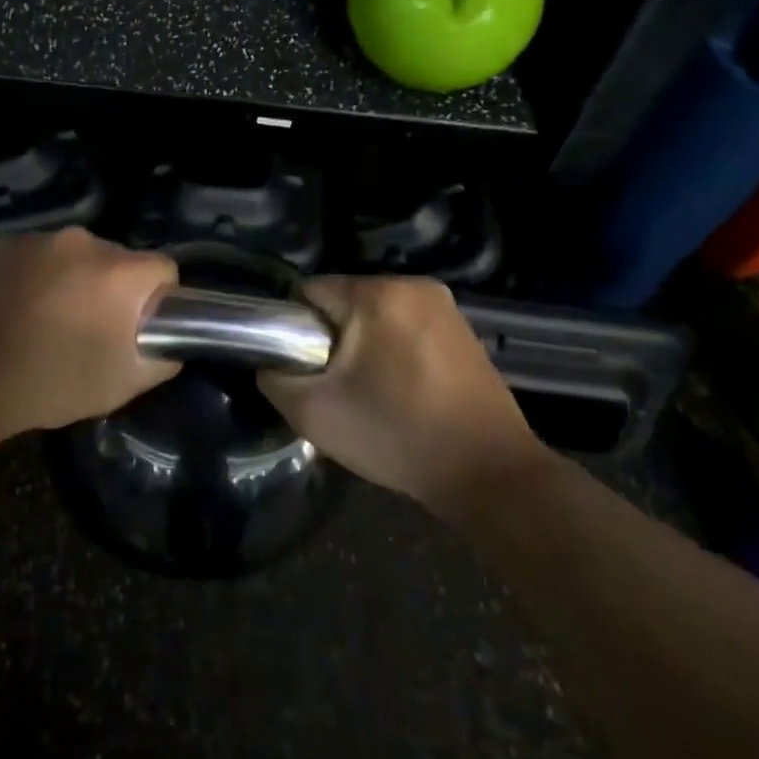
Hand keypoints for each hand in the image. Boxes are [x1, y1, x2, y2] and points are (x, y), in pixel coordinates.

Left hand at [0, 228, 179, 449]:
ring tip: (46, 324)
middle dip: (112, 291)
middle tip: (90, 332)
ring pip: (73, 258)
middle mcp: (81, 241)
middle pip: (117, 261)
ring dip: (72, 282)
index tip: (138, 329)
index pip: (164, 269)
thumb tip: (169, 344)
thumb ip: (160, 359)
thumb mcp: (119, 387)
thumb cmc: (46, 383)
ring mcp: (36, 239)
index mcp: (118, 271)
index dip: (159, 300)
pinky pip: (35, 258)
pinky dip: (34, 278)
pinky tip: (13, 313)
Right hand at [258, 276, 548, 513]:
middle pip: (344, 301)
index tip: (303, 369)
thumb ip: (274, 378)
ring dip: (362, 344)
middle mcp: (414, 284)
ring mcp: (444, 305)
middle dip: (331, 338)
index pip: (309, 292)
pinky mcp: (463, 328)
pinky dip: (393, 350)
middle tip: (335, 387)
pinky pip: (406, 326)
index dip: (294, 329)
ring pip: (375, 314)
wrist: (489, 473)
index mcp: (378, 293)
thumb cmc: (397, 437)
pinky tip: (400, 390)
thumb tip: (269, 361)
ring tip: (368, 392)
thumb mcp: (314, 414)